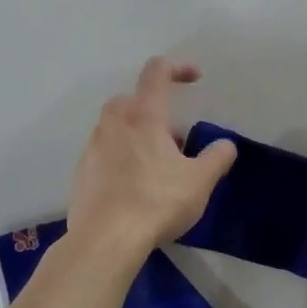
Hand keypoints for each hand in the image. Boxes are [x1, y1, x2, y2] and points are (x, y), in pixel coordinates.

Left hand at [67, 58, 236, 260]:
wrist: (105, 240)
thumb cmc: (156, 203)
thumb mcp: (200, 182)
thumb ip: (216, 158)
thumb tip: (225, 145)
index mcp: (144, 117)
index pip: (156, 73)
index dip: (177, 67)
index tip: (195, 79)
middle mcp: (114, 124)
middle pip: (131, 100)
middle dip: (154, 110)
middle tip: (174, 139)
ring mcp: (92, 148)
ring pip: (115, 127)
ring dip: (135, 135)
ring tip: (155, 167)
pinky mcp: (81, 173)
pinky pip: (103, 154)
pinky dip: (119, 159)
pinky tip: (133, 188)